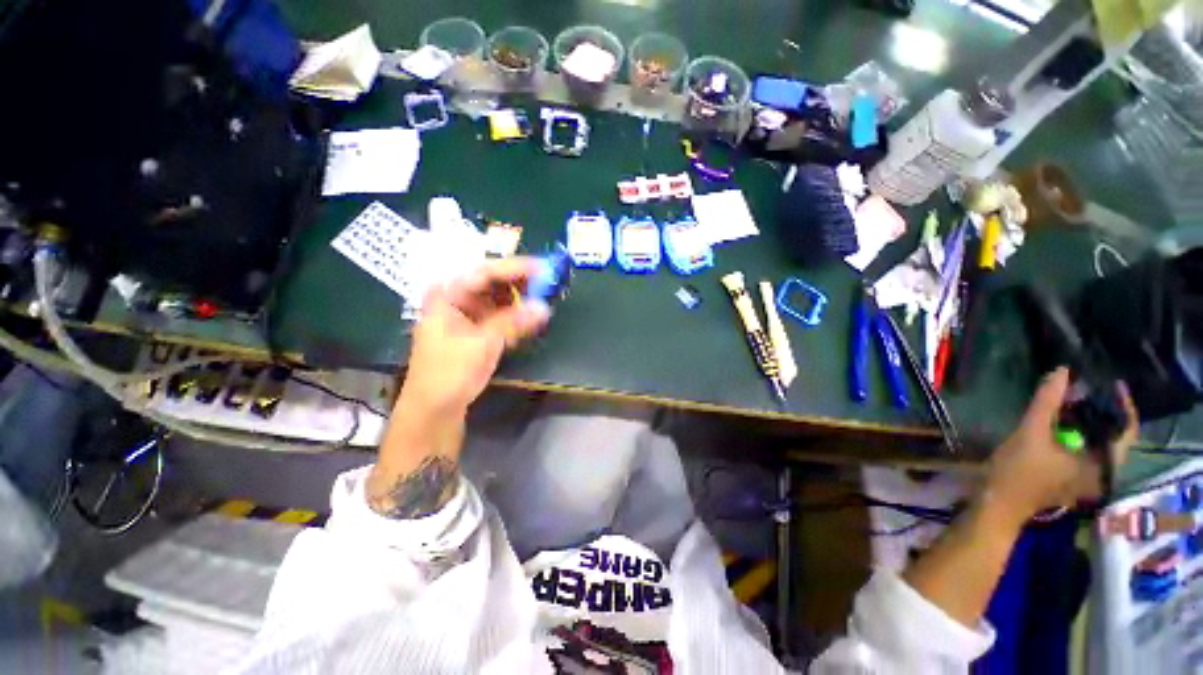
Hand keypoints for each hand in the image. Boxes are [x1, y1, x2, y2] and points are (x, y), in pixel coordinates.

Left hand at [399, 258, 550, 415]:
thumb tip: (544, 308)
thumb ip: (513, 322)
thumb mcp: (482, 344)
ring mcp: (467, 314)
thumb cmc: (449, 373)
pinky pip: (500, 315)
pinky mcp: (477, 329)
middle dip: (521, 283)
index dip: (515, 268)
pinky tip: (529, 320)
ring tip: (543, 299)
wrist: (434, 408)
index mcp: (447, 294)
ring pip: (499, 298)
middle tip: (548, 284)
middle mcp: (456, 298)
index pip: (484, 272)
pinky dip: (515, 316)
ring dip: (520, 299)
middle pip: (493, 282)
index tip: (543, 268)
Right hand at [984, 367, 1137, 524]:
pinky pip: (1085, 449)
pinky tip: (1062, 422)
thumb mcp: (1030, 433)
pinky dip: (1077, 432)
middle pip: (1112, 436)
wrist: (997, 503)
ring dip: (1087, 421)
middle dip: (1102, 411)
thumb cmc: (1018, 472)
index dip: (1123, 406)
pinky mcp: (1072, 477)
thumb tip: (1063, 371)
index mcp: (1103, 466)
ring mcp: (1087, 477)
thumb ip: (1047, 403)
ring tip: (1074, 401)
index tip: (1113, 384)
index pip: (1127, 432)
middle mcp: (1102, 473)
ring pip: (1097, 442)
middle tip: (1087, 390)